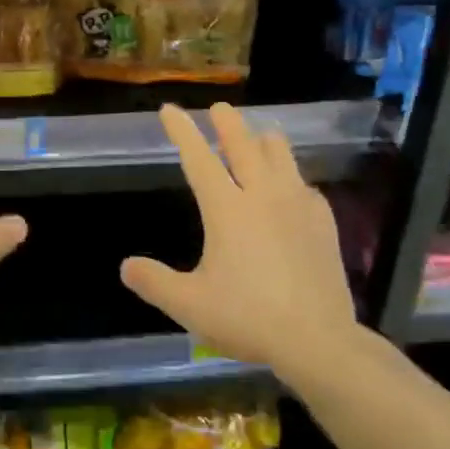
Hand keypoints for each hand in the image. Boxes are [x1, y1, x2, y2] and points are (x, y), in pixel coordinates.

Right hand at [120, 103, 356, 385]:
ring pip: (281, 157)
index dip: (182, 131)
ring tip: (259, 136)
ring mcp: (298, 207)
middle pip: (244, 146)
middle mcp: (262, 197)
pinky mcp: (323, 224)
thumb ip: (154, 282)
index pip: (198, 158)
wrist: (317, 340)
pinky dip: (293, 179)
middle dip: (227, 123)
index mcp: (226, 209)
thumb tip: (126, 266)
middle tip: (219, 107)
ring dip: (265, 142)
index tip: (170, 109)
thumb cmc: (248, 317)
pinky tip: (294, 189)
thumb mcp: (189, 305)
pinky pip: (306, 187)